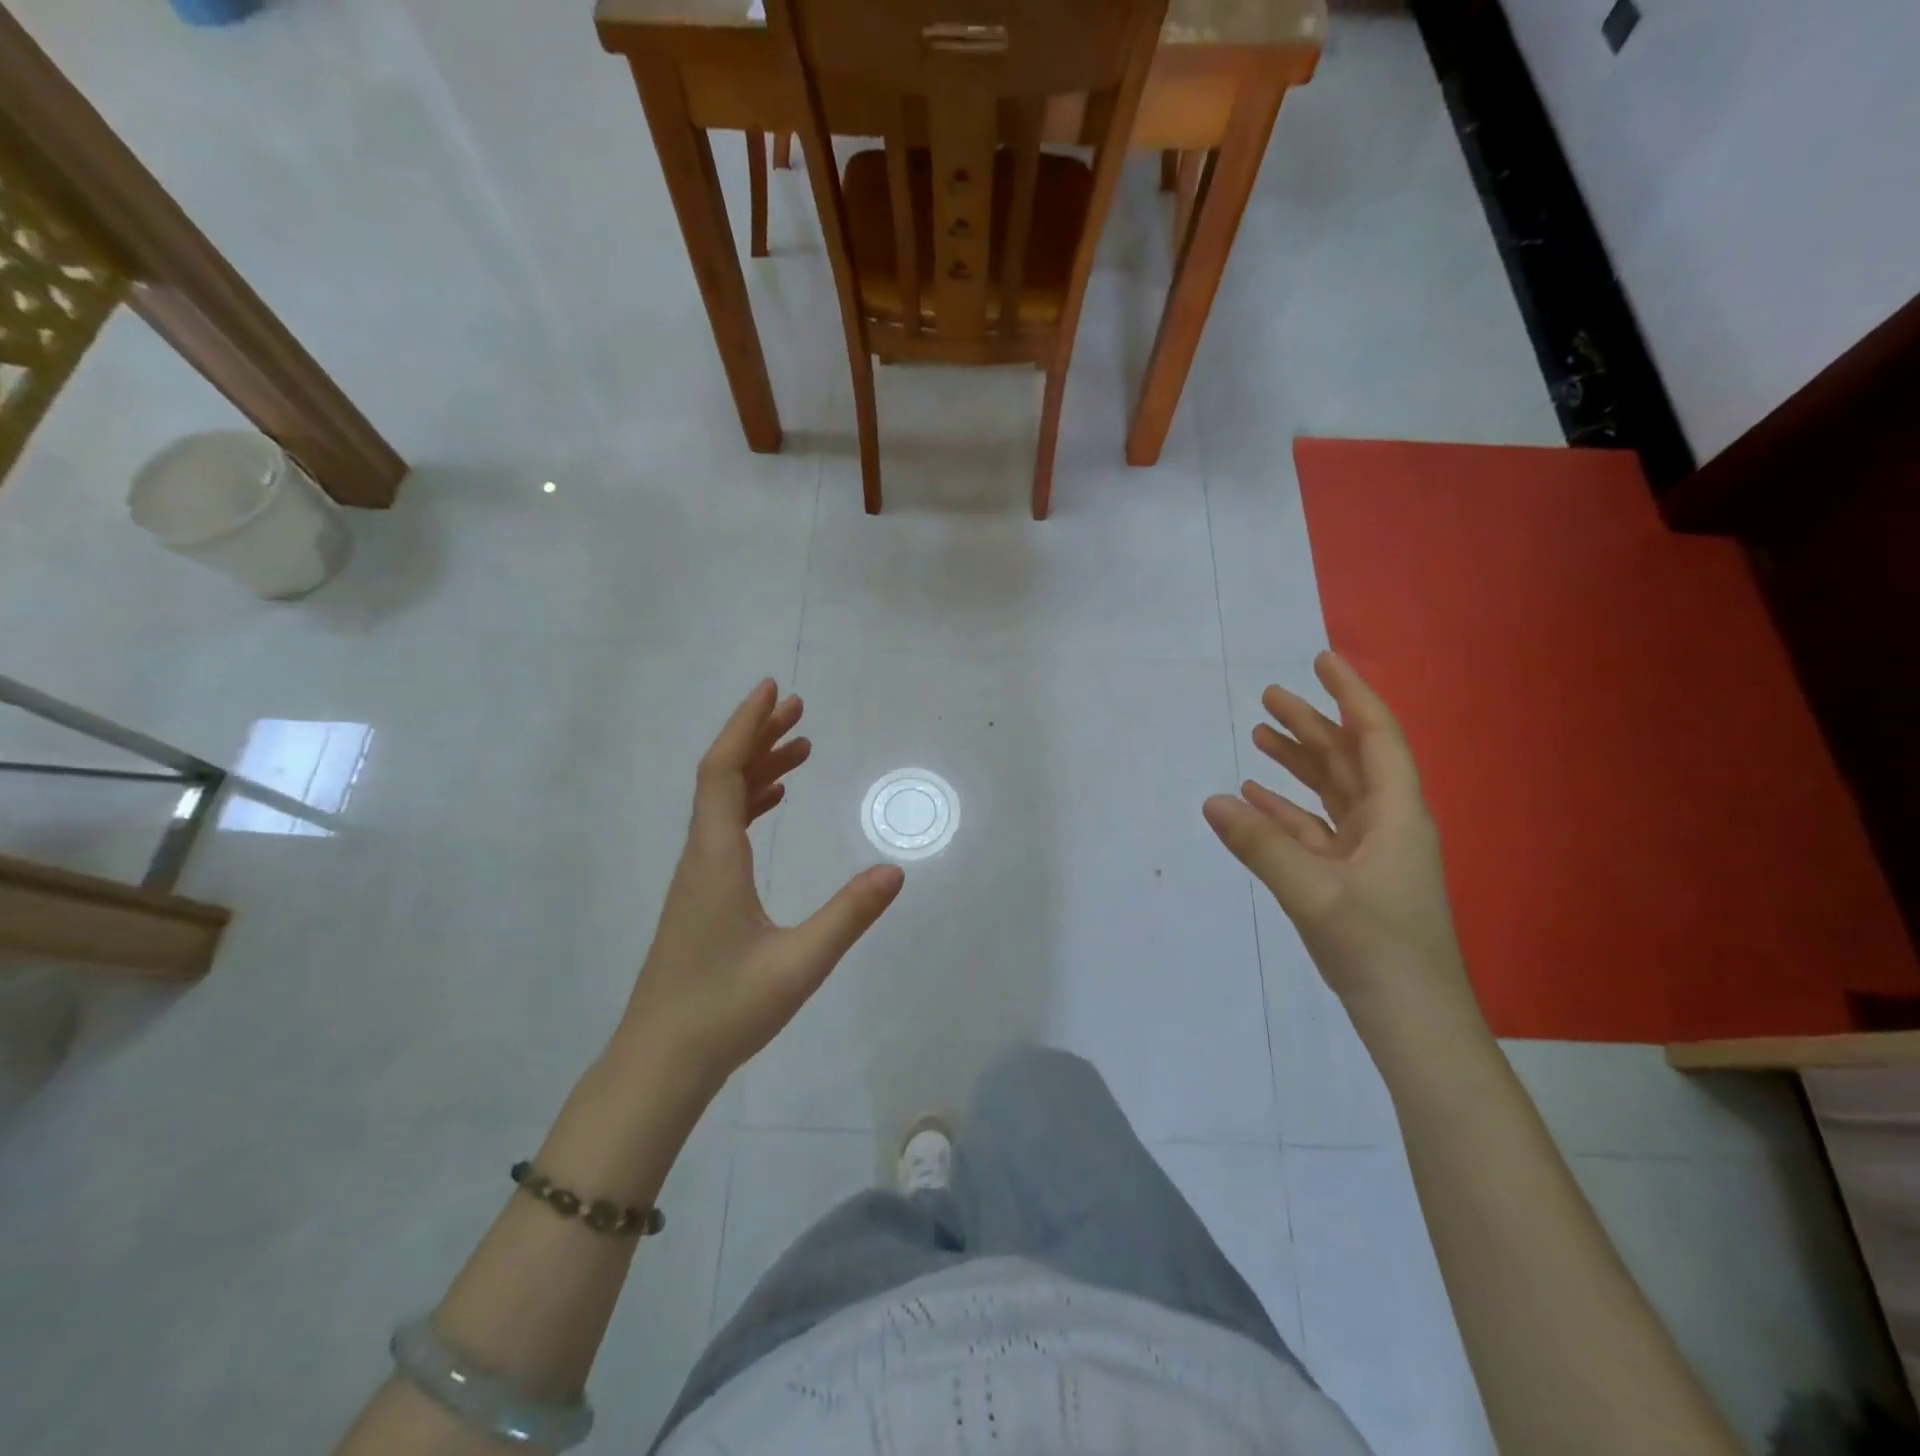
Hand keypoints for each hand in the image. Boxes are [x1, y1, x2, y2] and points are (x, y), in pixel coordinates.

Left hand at [618, 680, 903, 1094]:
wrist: (659, 1064)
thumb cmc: (724, 1011)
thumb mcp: (798, 964)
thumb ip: (848, 916)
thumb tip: (895, 871)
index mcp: (715, 858)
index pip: (723, 772)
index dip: (745, 726)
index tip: (773, 691)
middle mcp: (700, 857)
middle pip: (721, 778)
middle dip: (758, 737)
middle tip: (799, 710)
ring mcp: (696, 878)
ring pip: (722, 804)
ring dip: (757, 770)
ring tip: (799, 748)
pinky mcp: (700, 898)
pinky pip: (724, 831)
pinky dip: (750, 804)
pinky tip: (774, 804)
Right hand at [1203, 651, 1473, 1021]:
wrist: (1411, 1018)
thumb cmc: (1377, 946)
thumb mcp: (1313, 891)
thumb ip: (1260, 844)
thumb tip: (1213, 801)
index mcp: (1396, 814)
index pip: (1375, 736)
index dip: (1350, 695)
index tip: (1321, 661)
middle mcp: (1386, 823)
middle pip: (1347, 759)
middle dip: (1311, 725)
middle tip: (1269, 696)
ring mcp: (1368, 852)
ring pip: (1330, 792)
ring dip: (1297, 764)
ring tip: (1259, 737)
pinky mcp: (1349, 878)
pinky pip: (1314, 829)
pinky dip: (1286, 811)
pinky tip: (1254, 799)